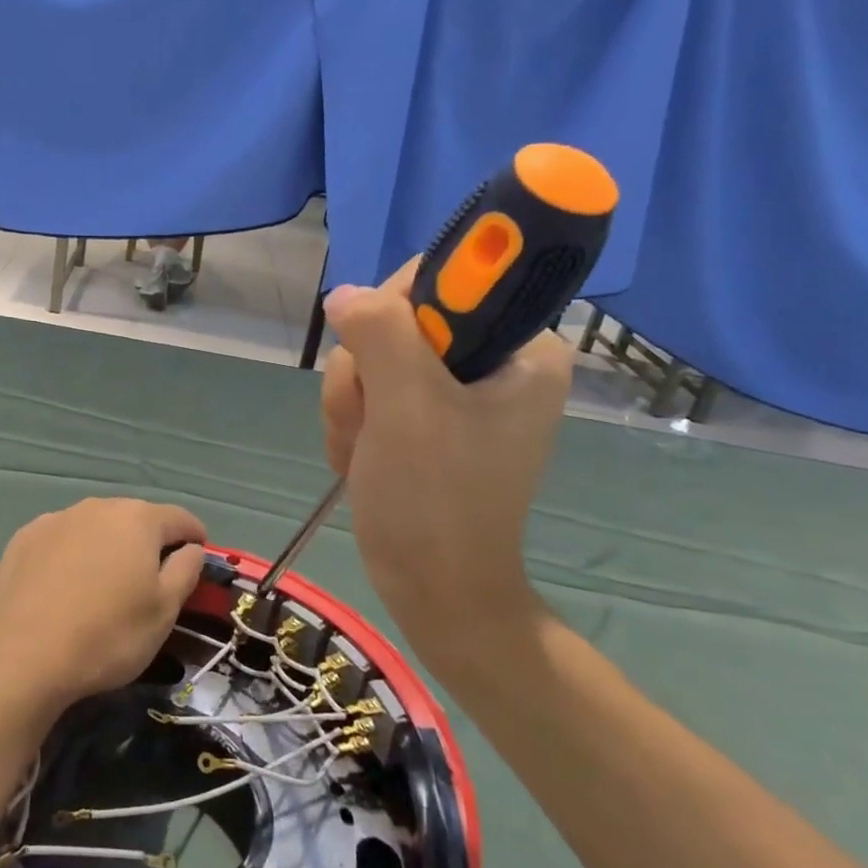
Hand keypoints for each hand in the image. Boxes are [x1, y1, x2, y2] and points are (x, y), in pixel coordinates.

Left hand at [0, 498, 206, 708]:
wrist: (22, 654)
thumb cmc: (107, 634)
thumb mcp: (164, 612)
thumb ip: (185, 571)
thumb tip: (191, 548)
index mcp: (138, 519)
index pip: (179, 518)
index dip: (195, 536)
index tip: (199, 555)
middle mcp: (98, 507)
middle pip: (135, 518)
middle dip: (148, 541)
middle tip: (150, 577)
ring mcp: (57, 519)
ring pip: (95, 527)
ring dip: (107, 546)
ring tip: (104, 582)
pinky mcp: (24, 538)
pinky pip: (61, 539)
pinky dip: (71, 554)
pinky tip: (64, 584)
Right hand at [319, 260, 572, 654]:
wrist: (432, 589)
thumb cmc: (434, 499)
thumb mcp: (407, 405)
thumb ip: (380, 331)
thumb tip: (346, 293)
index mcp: (521, 349)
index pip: (448, 278)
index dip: (398, 308)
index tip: (379, 356)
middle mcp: (494, 361)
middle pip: (399, 318)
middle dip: (365, 370)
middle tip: (370, 419)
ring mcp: (457, 391)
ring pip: (374, 354)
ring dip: (351, 401)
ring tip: (362, 450)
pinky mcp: (426, 417)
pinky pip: (370, 386)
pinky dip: (353, 420)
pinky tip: (359, 456)